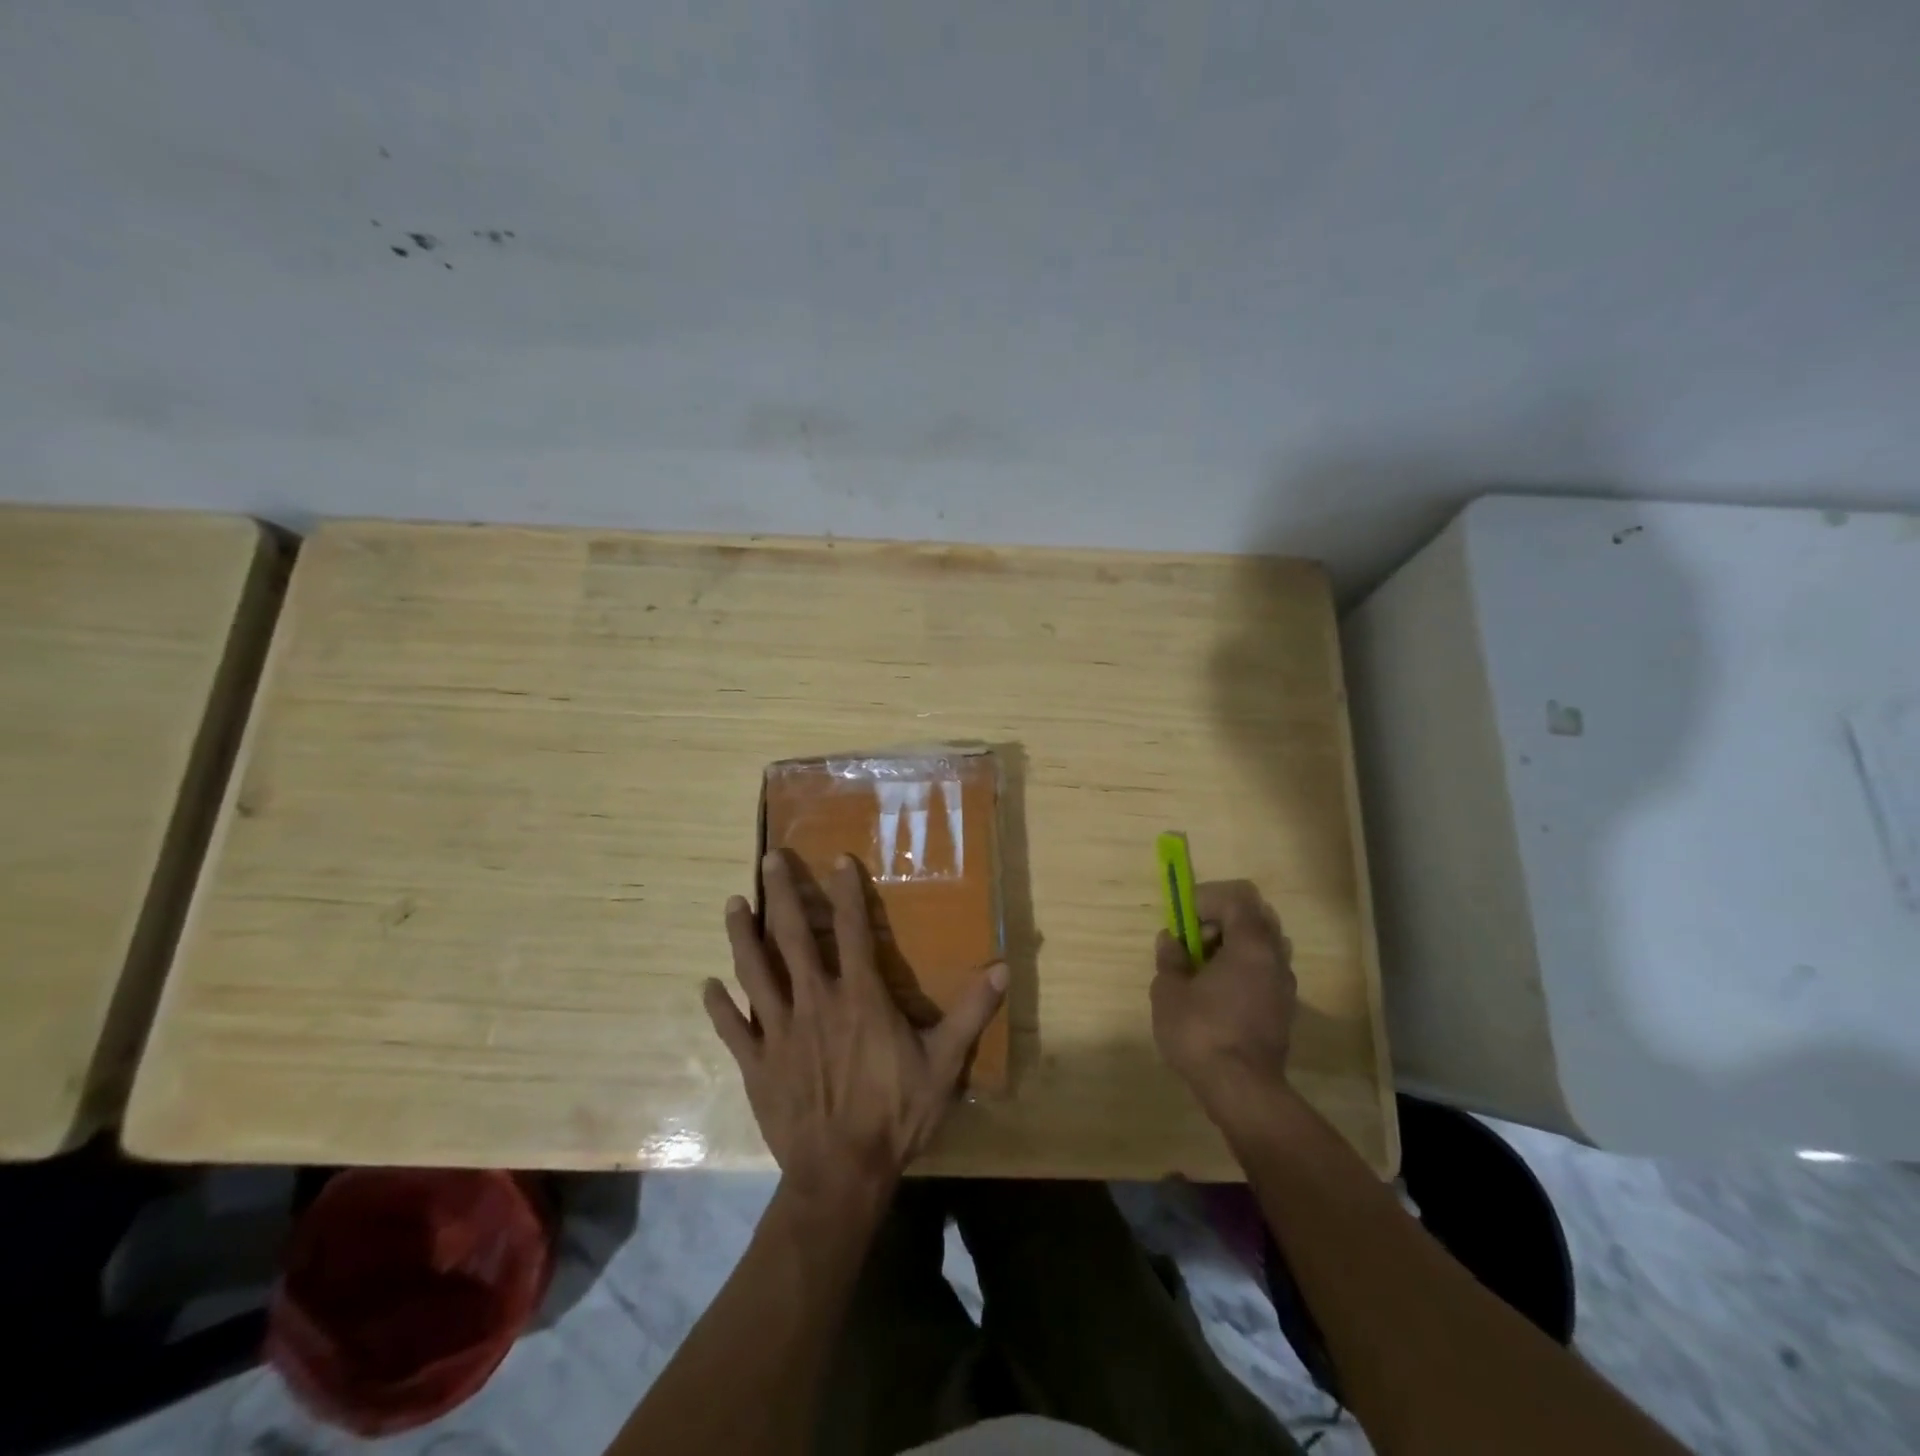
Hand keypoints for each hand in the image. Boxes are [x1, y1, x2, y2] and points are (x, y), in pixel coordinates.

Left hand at [704, 851, 1007, 1204]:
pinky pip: (733, 1030)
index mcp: (859, 997)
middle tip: (768, 859)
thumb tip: (1003, 967)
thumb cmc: (896, 1115)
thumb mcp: (944, 1063)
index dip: (845, 892)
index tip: (837, 859)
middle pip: (791, 938)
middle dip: (780, 894)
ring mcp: (779, 1032)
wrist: (842, 1176)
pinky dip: (719, 1007)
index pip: (851, 931)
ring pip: (755, 972)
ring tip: (732, 904)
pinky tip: (707, 987)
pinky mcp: (756, 1064)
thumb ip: (971, 1012)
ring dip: (742, 936)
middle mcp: (814, 1002)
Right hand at [1151, 880, 1297, 1107]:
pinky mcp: (1285, 1009)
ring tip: (1205, 970)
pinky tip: (1219, 995)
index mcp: (1251, 944)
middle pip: (1256, 916)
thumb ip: (1170, 958)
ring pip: (1263, 945)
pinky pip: (1265, 971)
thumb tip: (1170, 940)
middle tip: (1195, 942)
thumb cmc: (1201, 1033)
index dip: (1207, 899)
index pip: (1238, 897)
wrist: (1242, 1091)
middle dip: (1223, 920)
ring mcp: (1285, 985)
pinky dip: (1244, 969)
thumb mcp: (1169, 991)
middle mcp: (1275, 957)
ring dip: (1235, 946)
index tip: (1184, 920)